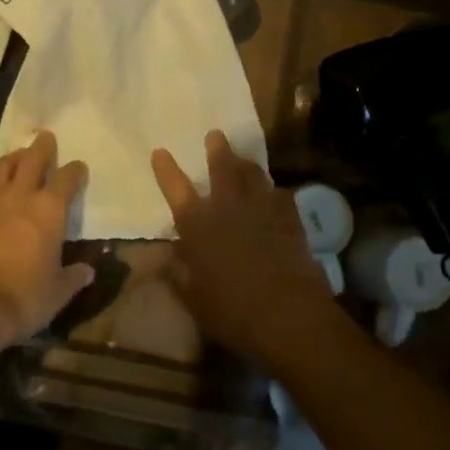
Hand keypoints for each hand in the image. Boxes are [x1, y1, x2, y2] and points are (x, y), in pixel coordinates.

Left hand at [0, 130, 94, 353]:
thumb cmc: (25, 299)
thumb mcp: (58, 293)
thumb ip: (73, 277)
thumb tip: (87, 271)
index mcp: (50, 211)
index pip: (67, 178)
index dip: (74, 171)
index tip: (78, 167)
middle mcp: (19, 197)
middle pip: (32, 160)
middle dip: (41, 147)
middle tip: (45, 137)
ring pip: (0, 169)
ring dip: (10, 161)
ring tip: (15, 157)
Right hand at [151, 131, 336, 362]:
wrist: (288, 313)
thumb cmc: (232, 310)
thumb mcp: (193, 299)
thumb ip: (177, 275)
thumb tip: (165, 259)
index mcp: (197, 224)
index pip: (175, 187)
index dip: (166, 169)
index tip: (160, 151)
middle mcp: (227, 206)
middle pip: (222, 167)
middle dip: (217, 149)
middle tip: (215, 135)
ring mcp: (261, 207)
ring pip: (253, 174)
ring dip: (246, 163)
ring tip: (243, 159)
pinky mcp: (290, 217)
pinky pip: (280, 195)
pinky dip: (274, 192)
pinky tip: (275, 195)